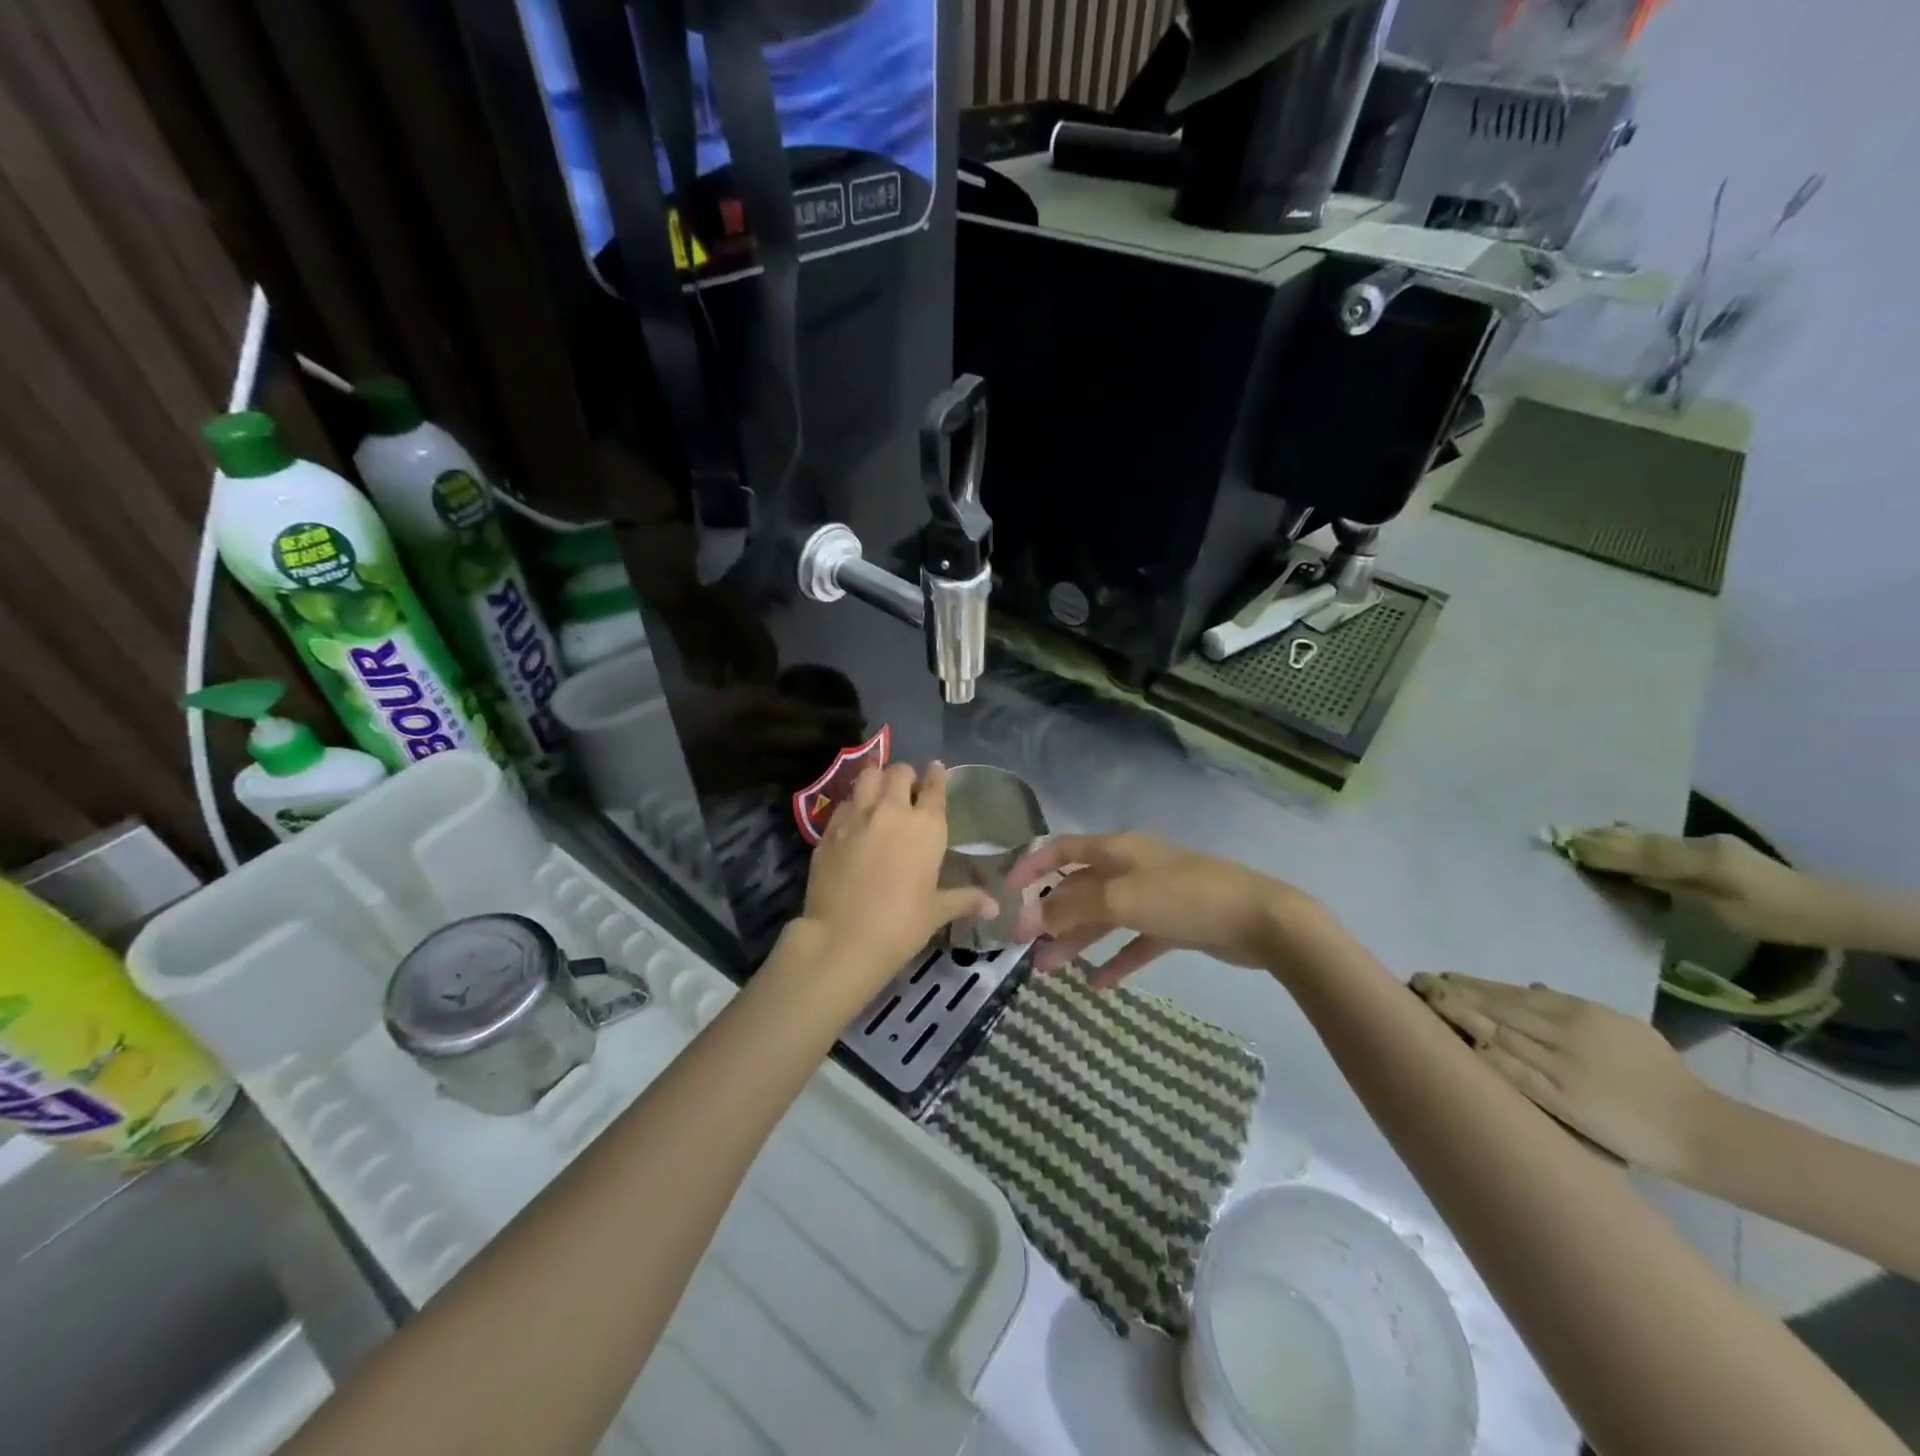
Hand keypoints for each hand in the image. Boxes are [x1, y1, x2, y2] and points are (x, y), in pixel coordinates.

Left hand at [799, 762, 995, 993]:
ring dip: (876, 779)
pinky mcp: (830, 829)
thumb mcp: (937, 911)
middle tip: (905, 789)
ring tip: (878, 792)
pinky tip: (853, 819)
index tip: (936, 769)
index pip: (934, 786)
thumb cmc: (901, 925)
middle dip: (905, 776)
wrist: (843, 938)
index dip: (936, 775)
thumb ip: (965, 899)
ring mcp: (857, 816)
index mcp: (926, 826)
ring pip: (868, 776)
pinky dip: (852, 804)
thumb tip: (995, 906)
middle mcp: (892, 810)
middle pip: (899, 772)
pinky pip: (844, 802)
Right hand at [1006, 832, 1315, 988]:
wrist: (1260, 920)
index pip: (1062, 849)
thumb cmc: (1185, 897)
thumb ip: (1073, 907)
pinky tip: (1099, 984)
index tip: (1006, 892)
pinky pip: (1135, 941)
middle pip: (1079, 887)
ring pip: (1104, 917)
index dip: (1031, 866)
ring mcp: (1154, 896)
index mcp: (1116, 850)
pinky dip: (1116, 959)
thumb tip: (1033, 918)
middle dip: (1050, 914)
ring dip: (1076, 940)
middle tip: (1025, 946)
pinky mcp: (1174, 924)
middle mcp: (1131, 868)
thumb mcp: (1122, 898)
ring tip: (1049, 969)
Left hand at [1411, 973, 1730, 1179]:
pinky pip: (1512, 1072)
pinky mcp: (1560, 1098)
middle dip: (1453, 993)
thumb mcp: (1620, 1027)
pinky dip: (1482, 1054)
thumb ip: (1572, 1007)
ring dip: (1457, 1016)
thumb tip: (1527, 988)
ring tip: (1424, 1003)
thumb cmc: (1662, 1076)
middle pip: (1495, 1007)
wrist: (1701, 1129)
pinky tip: (1455, 1042)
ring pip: (1496, 1032)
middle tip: (1417, 982)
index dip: (1472, 984)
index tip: (1441, 977)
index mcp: (1578, 1011)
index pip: (1510, 992)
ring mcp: (1559, 1065)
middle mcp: (1563, 1031)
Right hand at [1569, 827, 1844, 947]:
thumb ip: (1670, 883)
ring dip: (1614, 839)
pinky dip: (1634, 845)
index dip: (1602, 848)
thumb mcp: (1720, 908)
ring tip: (1579, 839)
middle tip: (1562, 838)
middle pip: (1640, 840)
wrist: (1830, 910)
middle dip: (1601, 839)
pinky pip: (1660, 844)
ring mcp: (1706, 844)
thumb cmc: (1773, 917)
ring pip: (1649, 839)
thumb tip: (1624, 869)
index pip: (1640, 851)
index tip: (1566, 845)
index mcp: (1700, 858)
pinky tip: (1617, 845)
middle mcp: (1699, 843)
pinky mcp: (1710, 850)